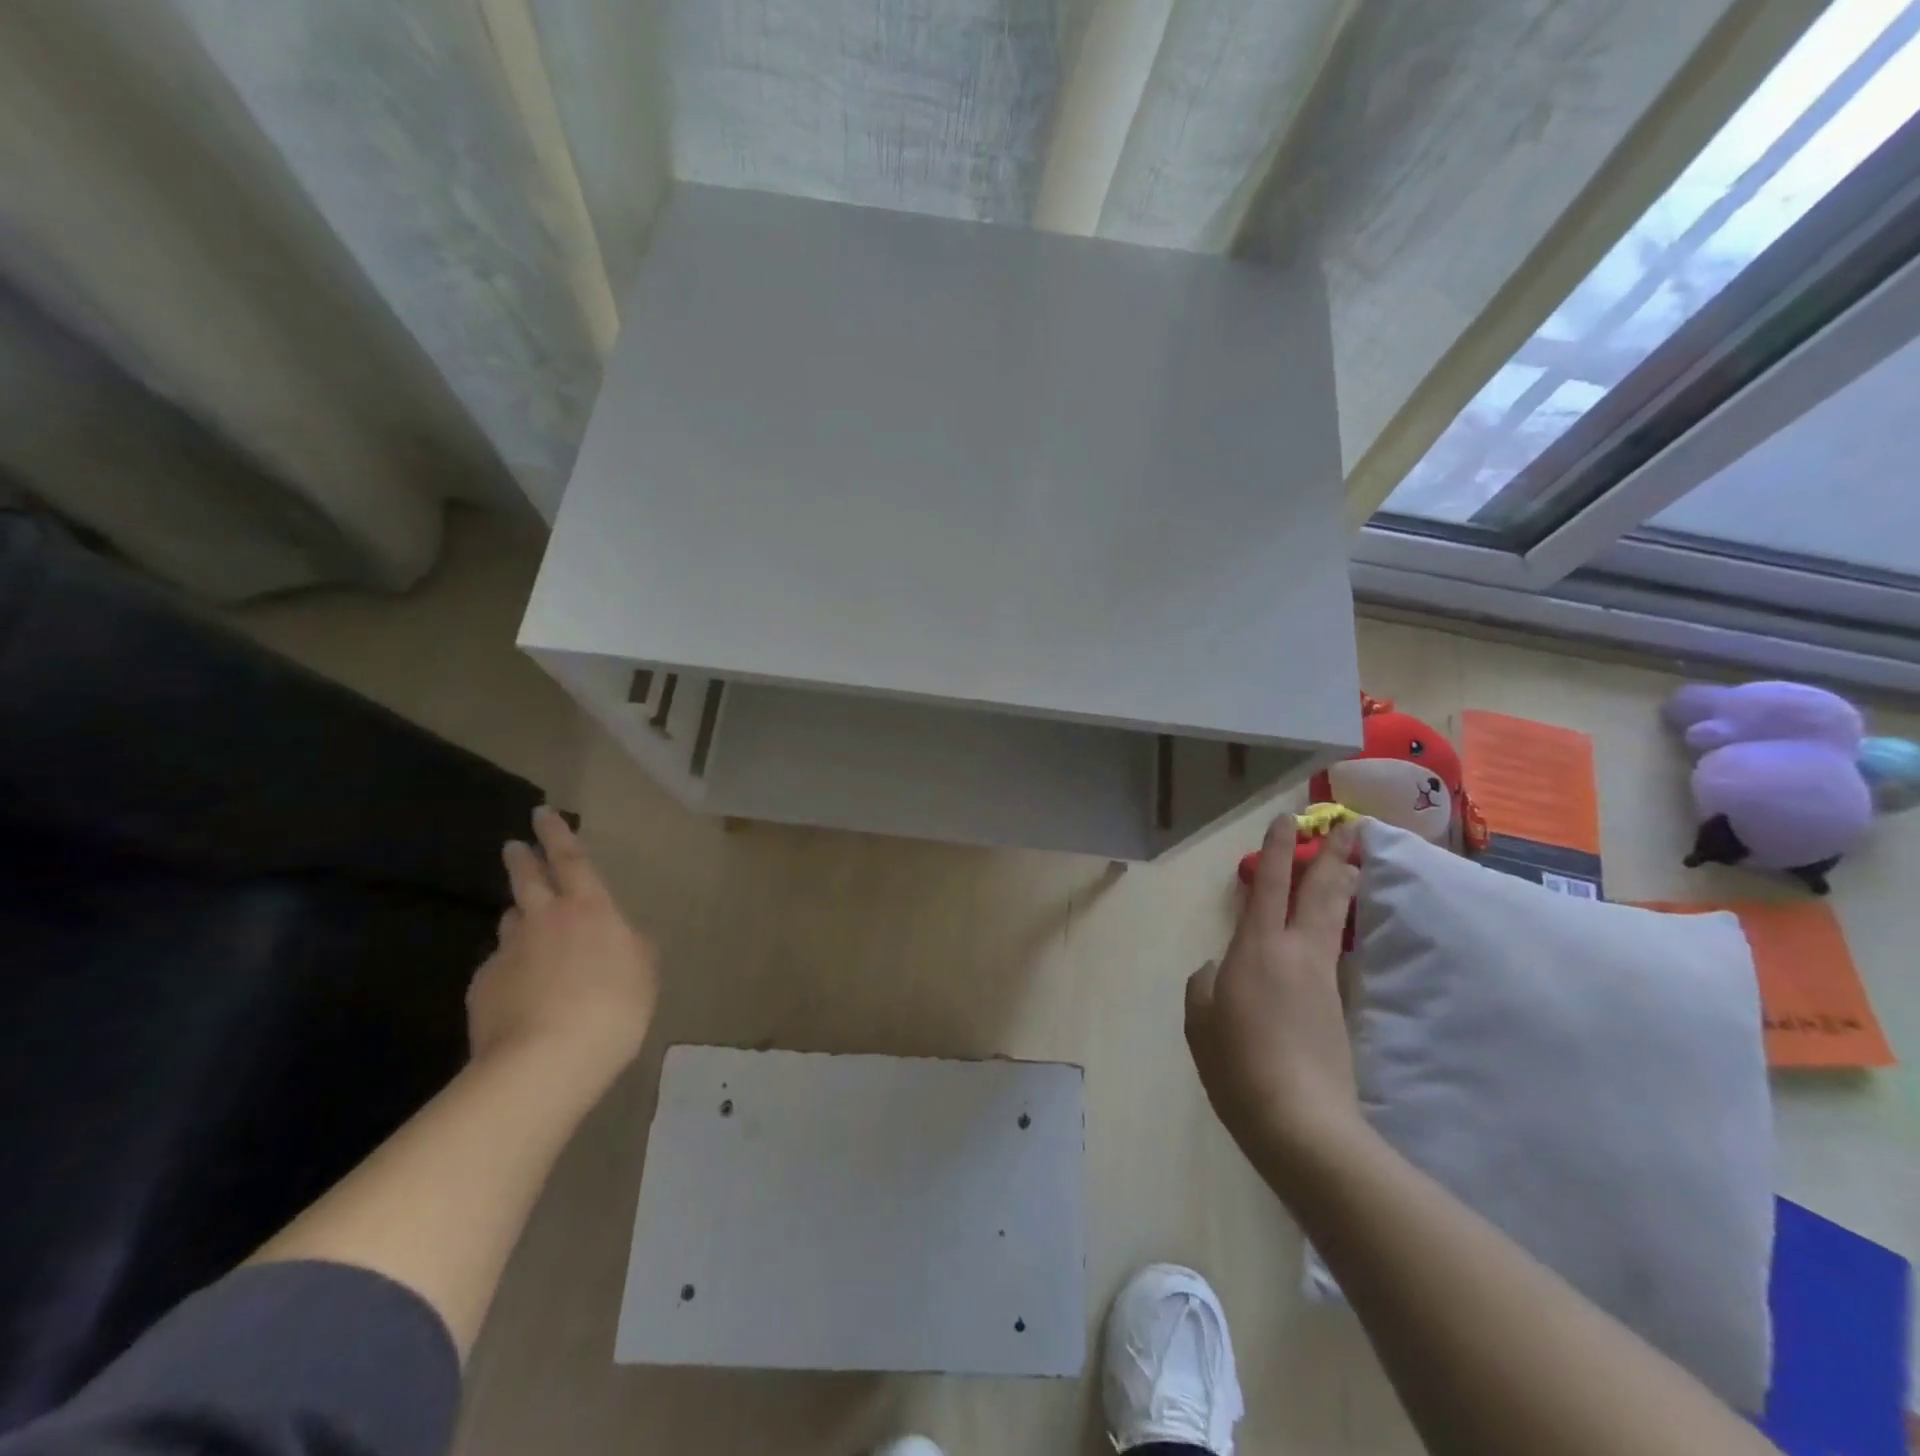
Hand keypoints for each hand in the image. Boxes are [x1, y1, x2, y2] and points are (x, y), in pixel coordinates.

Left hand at [467, 806, 659, 1080]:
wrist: (546, 1060)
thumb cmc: (613, 1007)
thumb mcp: (644, 973)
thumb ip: (633, 948)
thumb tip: (623, 937)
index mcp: (590, 909)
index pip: (571, 860)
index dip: (558, 834)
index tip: (542, 812)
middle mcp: (544, 919)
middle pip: (528, 879)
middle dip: (522, 859)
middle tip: (513, 847)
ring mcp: (507, 952)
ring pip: (511, 923)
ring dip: (518, 918)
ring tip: (525, 927)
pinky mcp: (482, 987)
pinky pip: (498, 967)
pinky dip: (509, 969)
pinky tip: (518, 992)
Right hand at [1186, 815, 1368, 1183]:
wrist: (1299, 1119)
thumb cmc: (1237, 1064)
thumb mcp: (1200, 1023)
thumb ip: (1203, 987)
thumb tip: (1215, 970)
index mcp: (1255, 948)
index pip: (1268, 886)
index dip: (1277, 850)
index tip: (1288, 819)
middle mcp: (1295, 952)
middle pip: (1319, 892)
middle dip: (1333, 857)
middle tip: (1353, 828)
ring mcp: (1321, 977)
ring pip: (1335, 917)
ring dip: (1344, 885)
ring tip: (1355, 862)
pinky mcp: (1337, 1004)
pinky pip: (1336, 949)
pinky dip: (1339, 924)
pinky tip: (1336, 925)